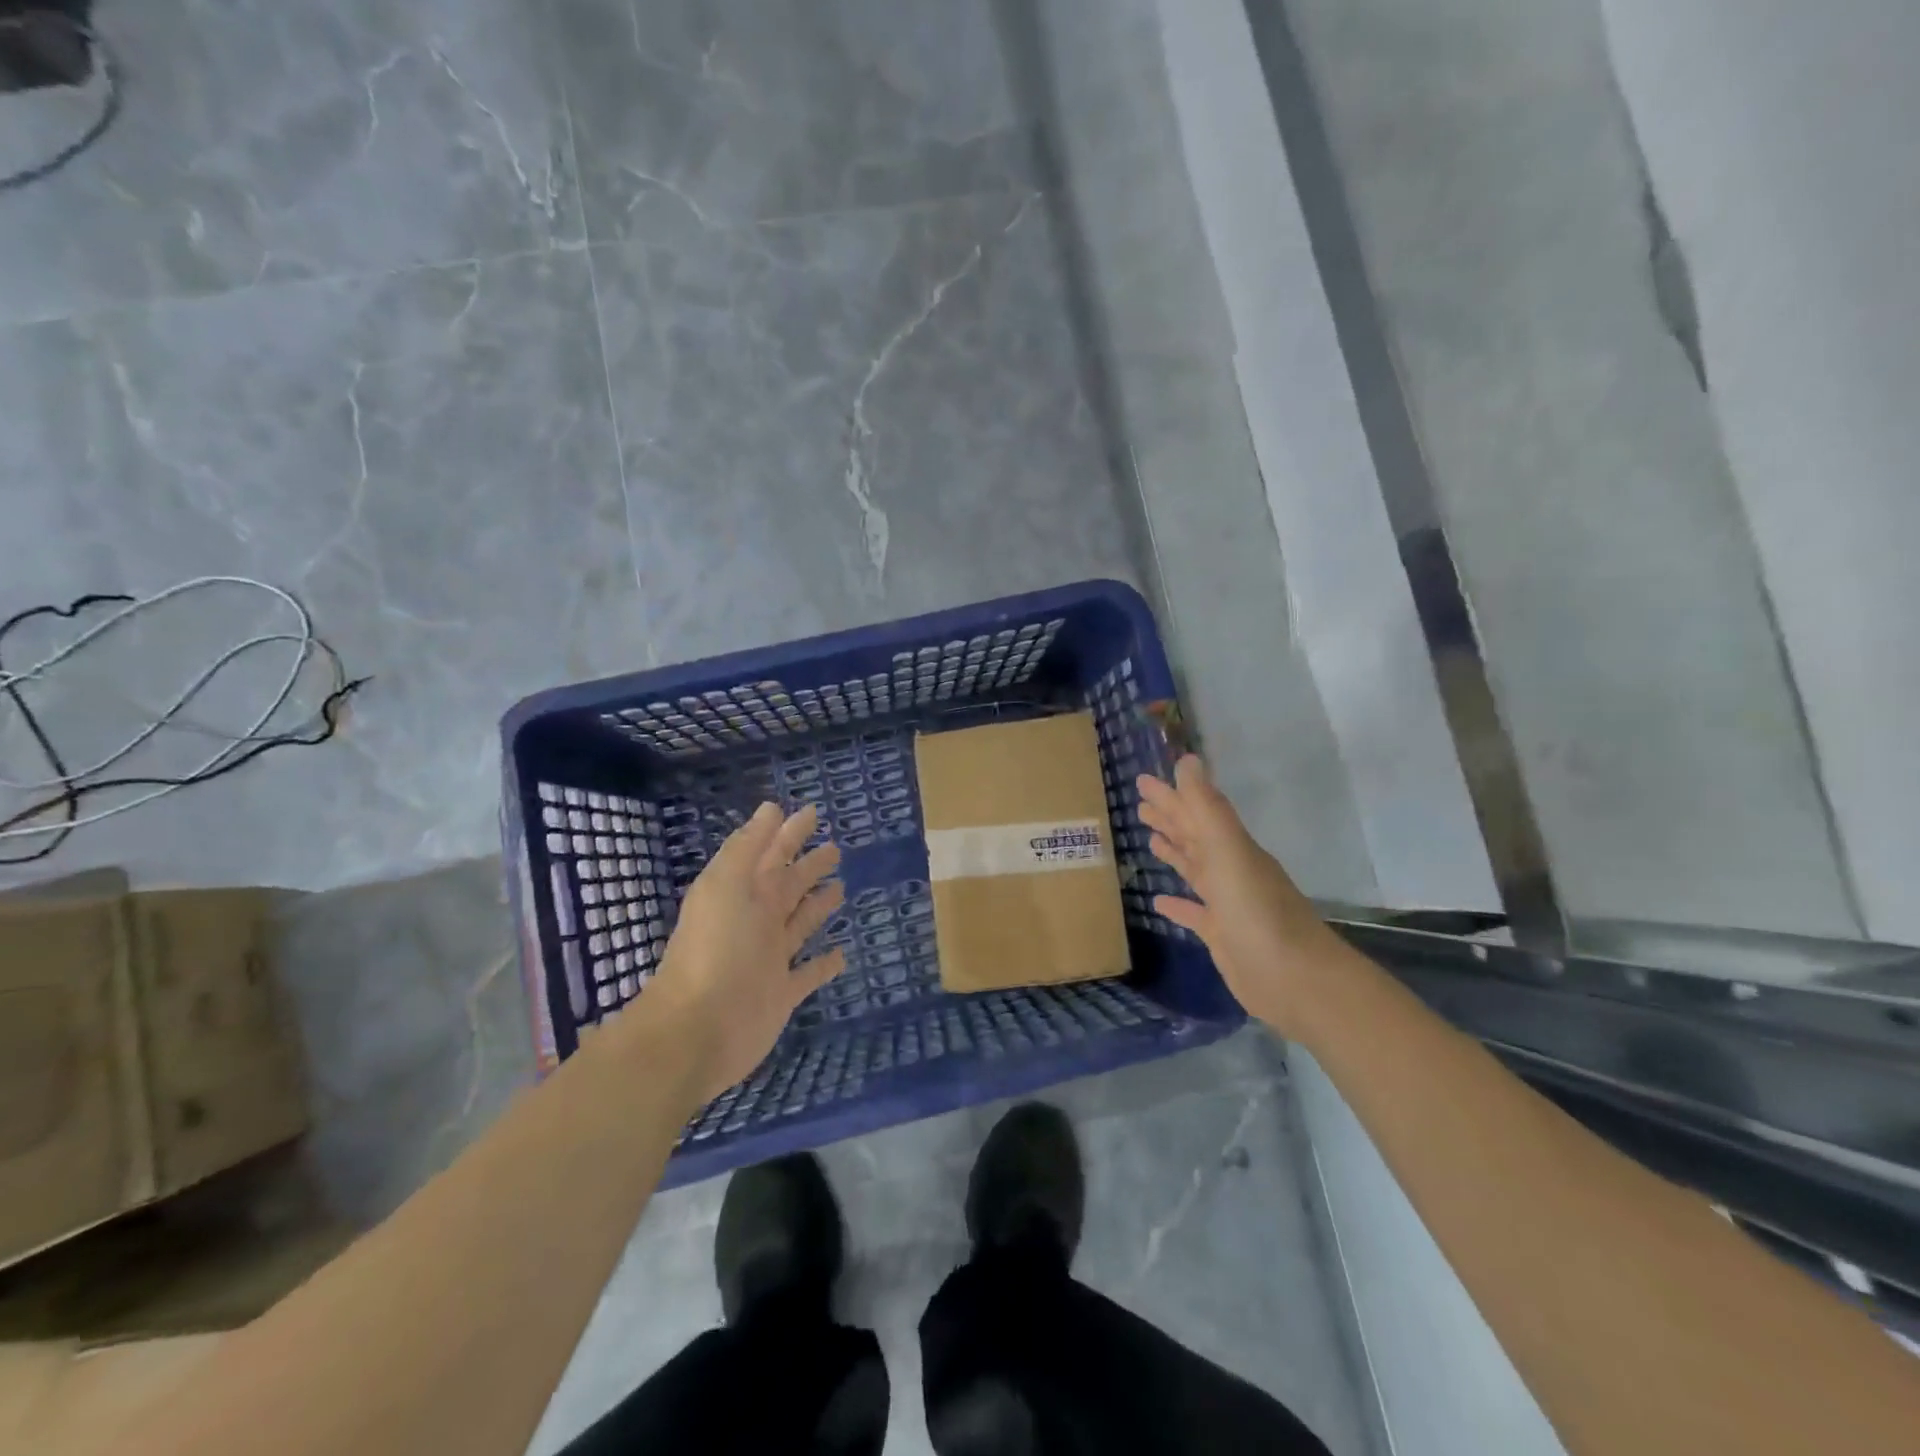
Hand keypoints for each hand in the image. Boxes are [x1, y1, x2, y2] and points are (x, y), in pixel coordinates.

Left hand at [638, 802, 846, 1102]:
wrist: (698, 1029)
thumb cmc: (715, 949)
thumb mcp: (726, 886)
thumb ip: (748, 847)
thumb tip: (771, 808)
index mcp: (743, 893)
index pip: (772, 853)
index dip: (790, 832)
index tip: (812, 812)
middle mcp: (757, 921)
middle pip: (789, 885)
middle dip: (809, 866)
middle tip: (835, 849)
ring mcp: (770, 958)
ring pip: (800, 924)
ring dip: (818, 906)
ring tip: (841, 888)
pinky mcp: (782, 993)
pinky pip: (809, 973)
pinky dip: (825, 963)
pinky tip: (842, 953)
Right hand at [1137, 756, 1338, 1036]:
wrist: (1293, 977)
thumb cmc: (1257, 910)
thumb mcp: (1228, 852)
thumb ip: (1206, 808)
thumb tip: (1187, 760)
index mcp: (1232, 847)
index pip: (1195, 812)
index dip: (1170, 795)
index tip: (1142, 780)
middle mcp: (1230, 870)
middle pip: (1194, 837)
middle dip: (1169, 818)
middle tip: (1140, 803)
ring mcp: (1227, 904)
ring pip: (1195, 870)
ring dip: (1174, 853)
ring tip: (1149, 840)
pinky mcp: (1222, 935)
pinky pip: (1195, 913)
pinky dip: (1178, 904)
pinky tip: (1158, 900)